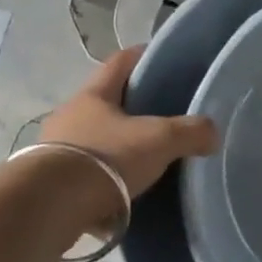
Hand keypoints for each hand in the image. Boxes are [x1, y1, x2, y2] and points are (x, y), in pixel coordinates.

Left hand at [38, 47, 219, 197]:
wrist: (51, 206)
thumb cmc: (106, 158)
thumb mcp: (159, 140)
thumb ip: (190, 132)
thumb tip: (212, 134)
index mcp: (93, 95)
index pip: (120, 62)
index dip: (142, 55)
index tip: (162, 58)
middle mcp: (69, 115)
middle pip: (104, 102)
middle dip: (130, 108)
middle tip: (161, 118)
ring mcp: (56, 149)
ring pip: (93, 140)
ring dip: (114, 147)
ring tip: (143, 162)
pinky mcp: (49, 183)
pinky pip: (84, 175)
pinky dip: (103, 182)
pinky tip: (121, 197)